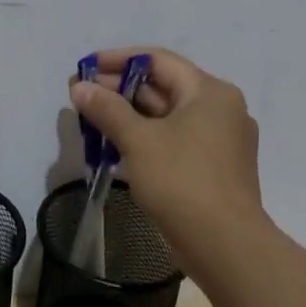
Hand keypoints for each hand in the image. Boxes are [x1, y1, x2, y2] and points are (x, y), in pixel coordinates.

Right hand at [69, 47, 268, 280]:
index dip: (118, 60)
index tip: (85, 68)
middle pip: (163, 87)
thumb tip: (80, 87)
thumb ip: (107, 109)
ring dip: (130, 115)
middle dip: (120, 90)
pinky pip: (175, 140)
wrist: (225, 246)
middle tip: (81, 96)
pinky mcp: (215, 167)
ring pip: (168, 116)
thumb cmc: (182, 181)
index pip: (158, 60)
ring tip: (92, 120)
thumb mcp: (138, 140)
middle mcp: (221, 109)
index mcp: (210, 92)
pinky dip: (147, 138)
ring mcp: (221, 140)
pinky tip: (116, 147)